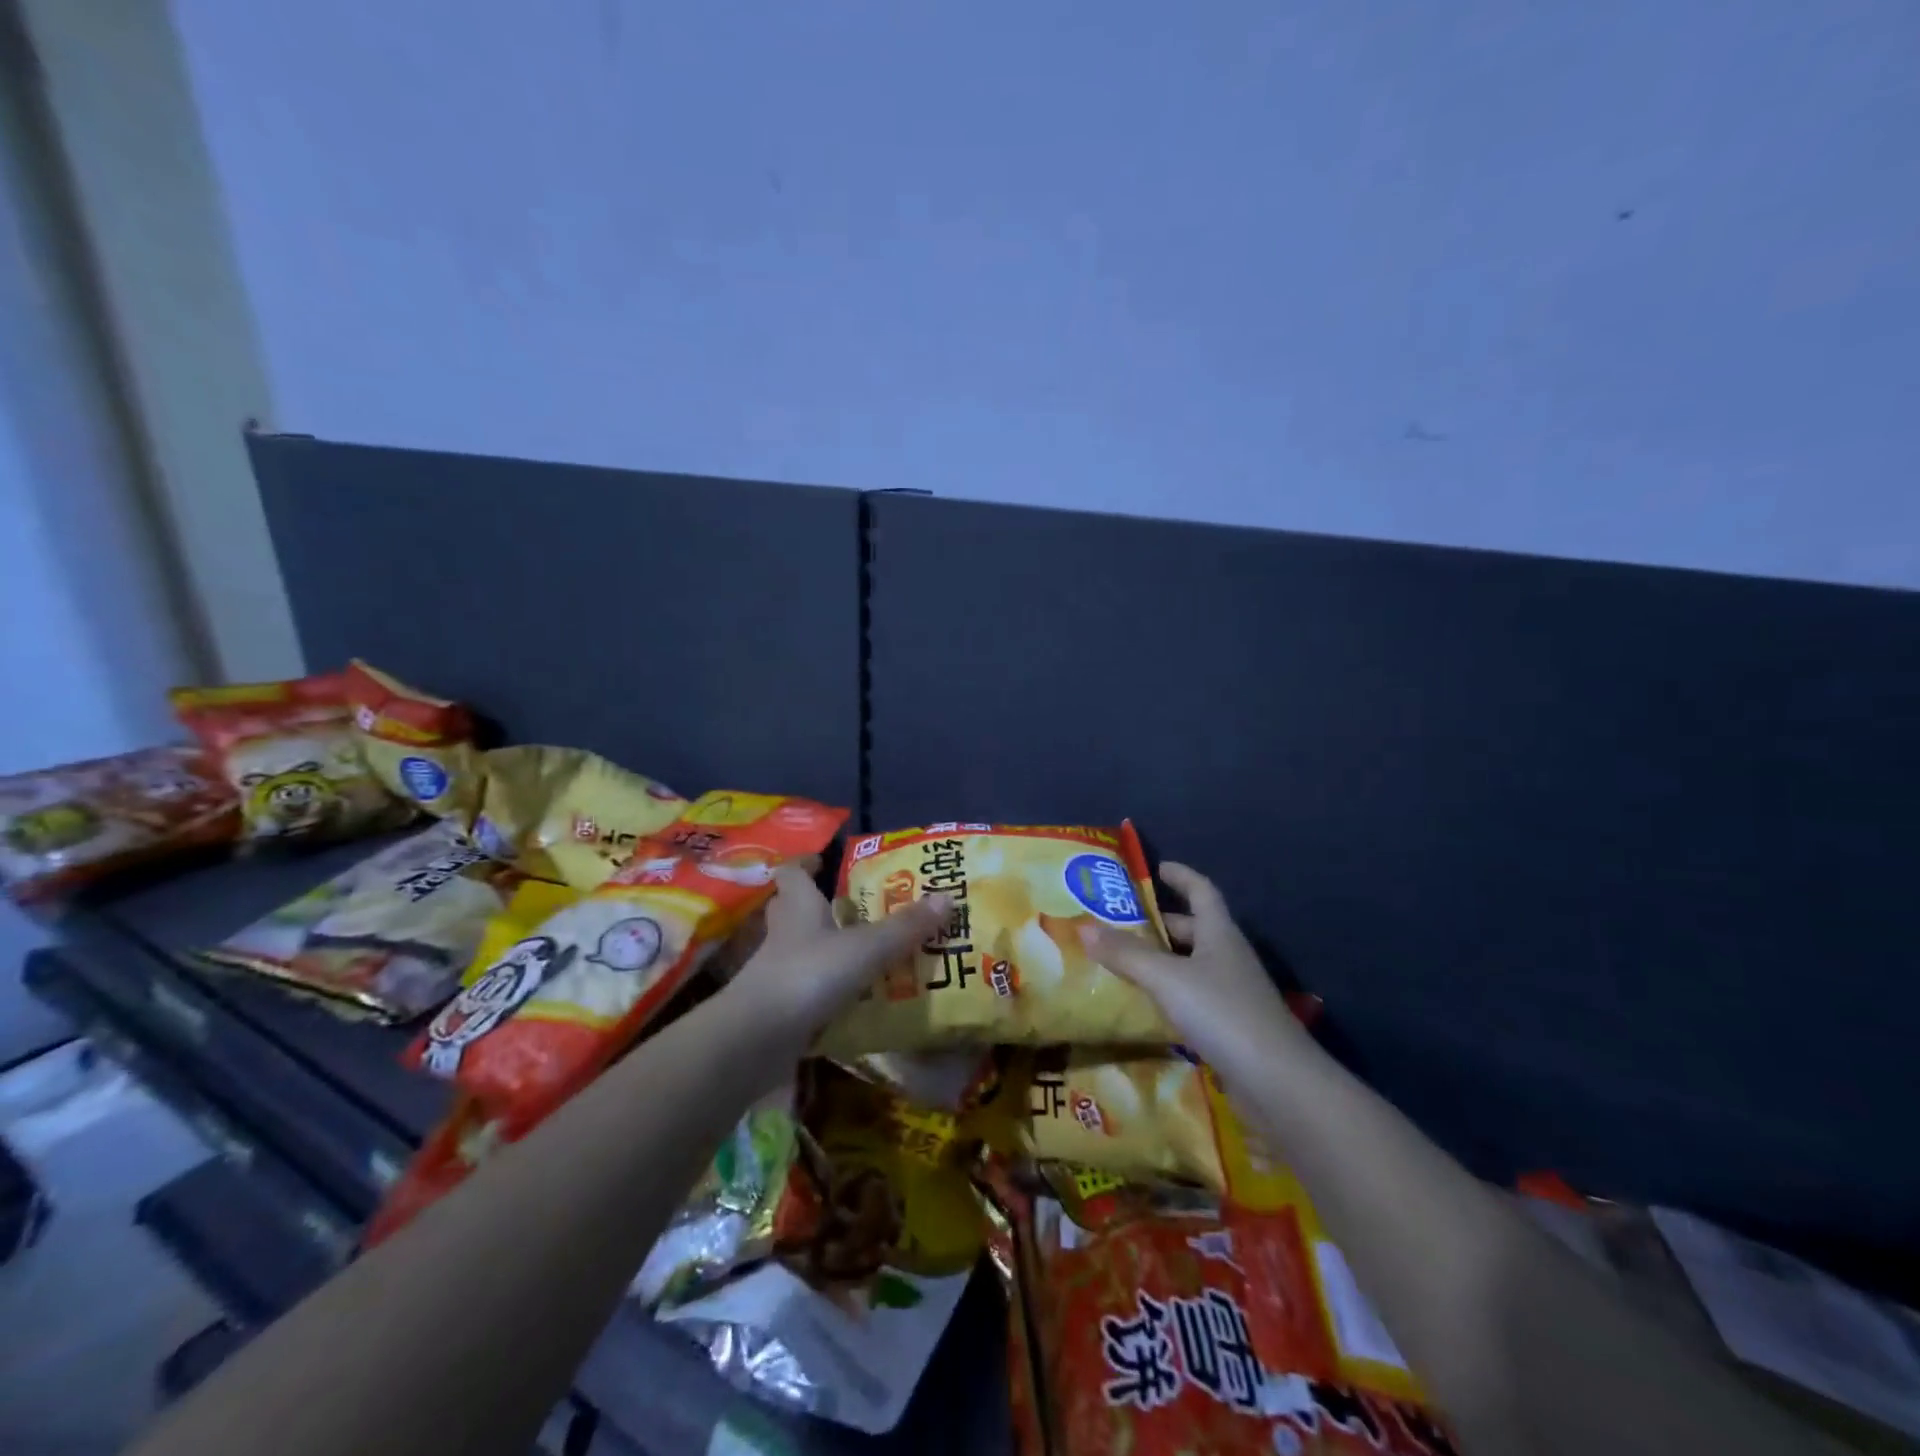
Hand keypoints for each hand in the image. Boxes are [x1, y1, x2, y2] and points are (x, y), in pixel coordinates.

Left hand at [719, 863, 948, 1052]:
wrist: (756, 1039)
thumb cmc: (809, 975)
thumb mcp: (866, 948)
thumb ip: (905, 927)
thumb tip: (947, 896)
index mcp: (799, 906)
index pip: (792, 872)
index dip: (805, 862)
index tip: (823, 859)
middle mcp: (784, 933)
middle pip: (793, 909)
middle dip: (819, 905)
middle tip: (856, 906)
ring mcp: (777, 972)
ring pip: (801, 949)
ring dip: (827, 948)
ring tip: (866, 951)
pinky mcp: (779, 1007)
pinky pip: (806, 988)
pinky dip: (827, 989)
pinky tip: (855, 998)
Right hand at [1078, 862, 1303, 1069]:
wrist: (1277, 1083)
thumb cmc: (1222, 1013)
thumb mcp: (1167, 978)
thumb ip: (1126, 954)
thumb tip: (1083, 927)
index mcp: (1220, 934)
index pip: (1202, 891)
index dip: (1181, 876)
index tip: (1158, 867)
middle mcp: (1229, 958)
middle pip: (1195, 929)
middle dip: (1162, 923)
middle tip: (1123, 922)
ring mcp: (1233, 994)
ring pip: (1192, 966)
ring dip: (1163, 961)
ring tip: (1124, 961)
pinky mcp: (1230, 1028)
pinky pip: (1193, 999)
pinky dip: (1170, 995)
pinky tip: (1145, 1006)